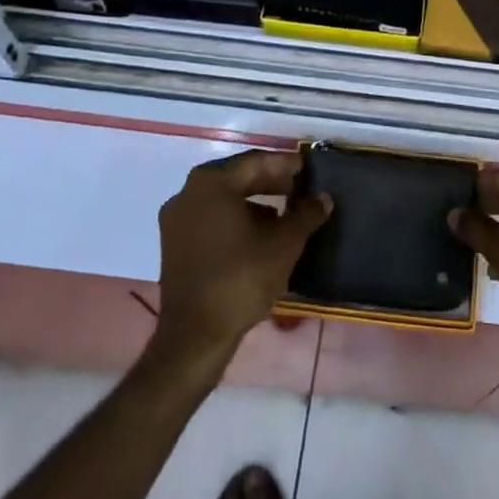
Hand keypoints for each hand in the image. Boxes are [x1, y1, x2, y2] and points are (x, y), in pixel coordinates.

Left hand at [154, 150, 330, 360]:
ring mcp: (177, 219)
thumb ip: (306, 214)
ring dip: (255, 202)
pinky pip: (212, 219)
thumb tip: (323, 198)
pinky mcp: (174, 244)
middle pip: (238, 178)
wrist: (195, 337)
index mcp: (211, 183)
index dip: (286, 165)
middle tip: (300, 188)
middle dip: (271, 182)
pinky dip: (236, 219)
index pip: (257, 162)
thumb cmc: (241, 278)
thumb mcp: (284, 243)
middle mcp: (187, 192)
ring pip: (224, 199)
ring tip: (285, 213)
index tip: (309, 169)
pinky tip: (259, 235)